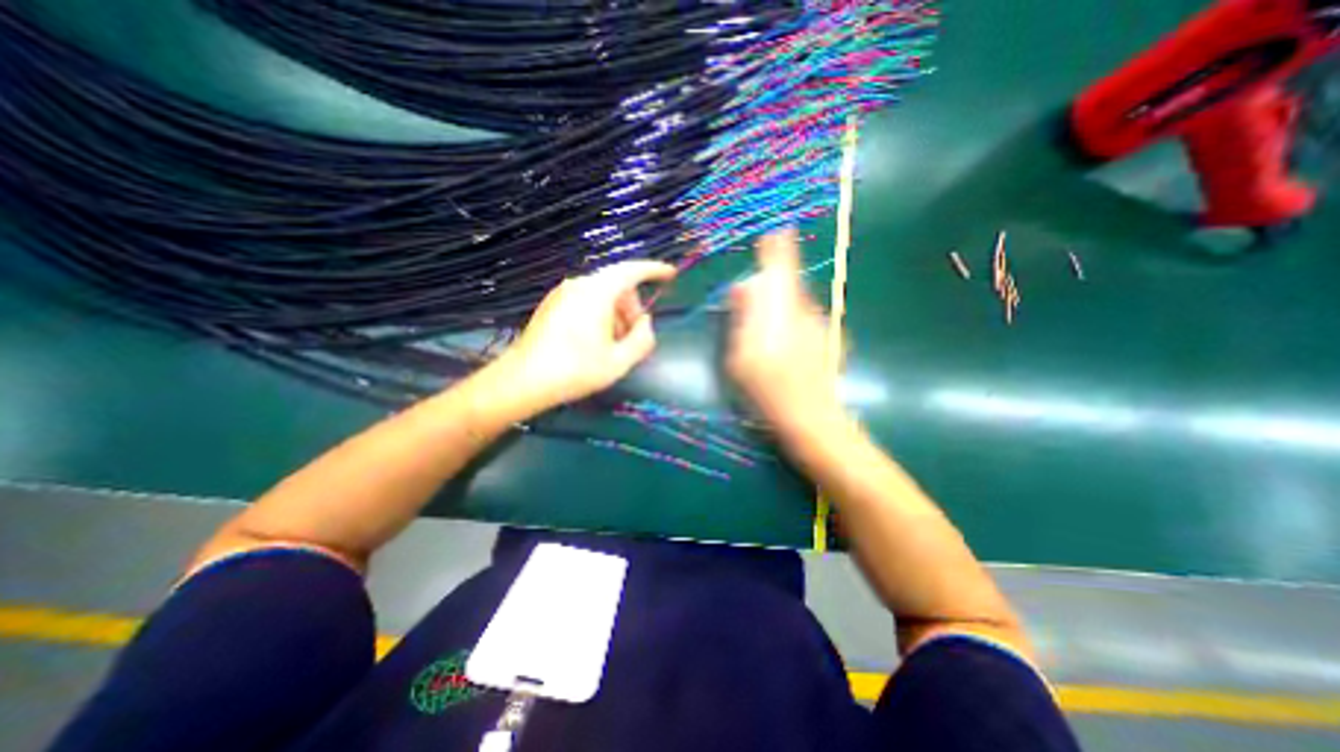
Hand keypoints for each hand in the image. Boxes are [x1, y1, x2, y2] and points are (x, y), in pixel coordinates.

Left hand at [493, 261, 674, 414]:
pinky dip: (599, 315)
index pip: (632, 270)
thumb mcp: (619, 361)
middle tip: (636, 336)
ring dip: (616, 314)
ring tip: (614, 345)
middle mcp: (579, 284)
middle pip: (617, 285)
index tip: (670, 274)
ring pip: (601, 294)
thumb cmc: (575, 370)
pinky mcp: (552, 304)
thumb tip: (645, 323)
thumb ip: (642, 339)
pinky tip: (595, 342)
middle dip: (632, 307)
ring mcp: (562, 293)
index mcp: (597, 291)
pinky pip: (585, 301)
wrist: (523, 380)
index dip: (654, 270)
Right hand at [729, 229, 838, 433]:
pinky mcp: (827, 339)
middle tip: (748, 303)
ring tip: (765, 332)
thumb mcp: (741, 354)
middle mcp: (806, 310)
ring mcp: (820, 324)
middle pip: (789, 284)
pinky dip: (792, 322)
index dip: (779, 248)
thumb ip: (743, 317)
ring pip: (797, 303)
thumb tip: (743, 287)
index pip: (782, 268)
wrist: (811, 417)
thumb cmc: (768, 388)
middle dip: (770, 286)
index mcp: (782, 309)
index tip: (777, 232)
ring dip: (781, 306)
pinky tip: (784, 348)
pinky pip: (805, 319)